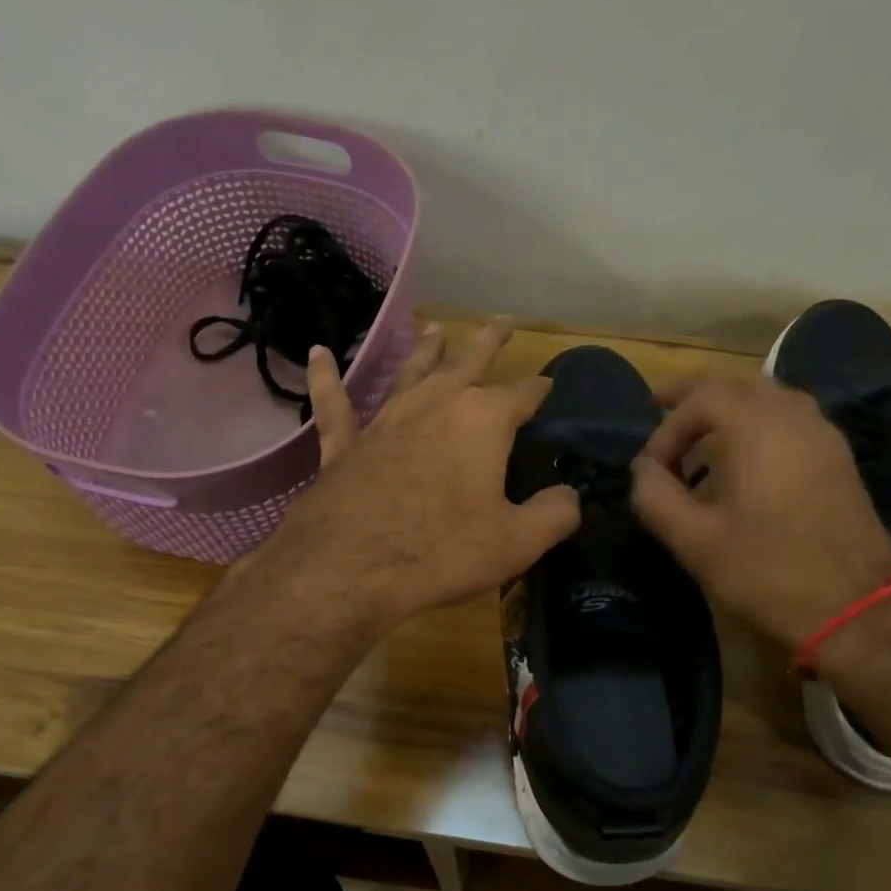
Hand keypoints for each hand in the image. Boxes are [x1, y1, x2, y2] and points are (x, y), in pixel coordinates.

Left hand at [250, 320, 581, 634]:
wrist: (349, 568)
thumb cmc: (441, 551)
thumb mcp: (517, 542)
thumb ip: (555, 514)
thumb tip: (571, 496)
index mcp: (482, 421)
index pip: (523, 394)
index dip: (541, 389)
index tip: (552, 385)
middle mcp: (435, 406)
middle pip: (467, 363)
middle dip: (488, 342)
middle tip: (503, 322)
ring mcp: (386, 421)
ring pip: (410, 374)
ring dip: (426, 351)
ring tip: (436, 329)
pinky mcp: (344, 445)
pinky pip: (335, 404)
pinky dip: (326, 378)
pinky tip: (319, 353)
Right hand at [629, 374, 890, 649]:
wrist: (859, 610)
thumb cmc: (769, 573)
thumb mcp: (697, 542)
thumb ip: (657, 498)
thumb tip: (642, 470)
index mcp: (759, 428)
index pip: (702, 397)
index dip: (667, 427)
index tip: (651, 469)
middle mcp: (795, 417)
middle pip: (738, 384)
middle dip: (695, 396)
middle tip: (662, 408)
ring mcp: (824, 436)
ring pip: (769, 397)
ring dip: (729, 406)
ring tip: (701, 432)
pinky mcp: (839, 460)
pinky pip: (791, 419)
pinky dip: (758, 423)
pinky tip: (745, 458)